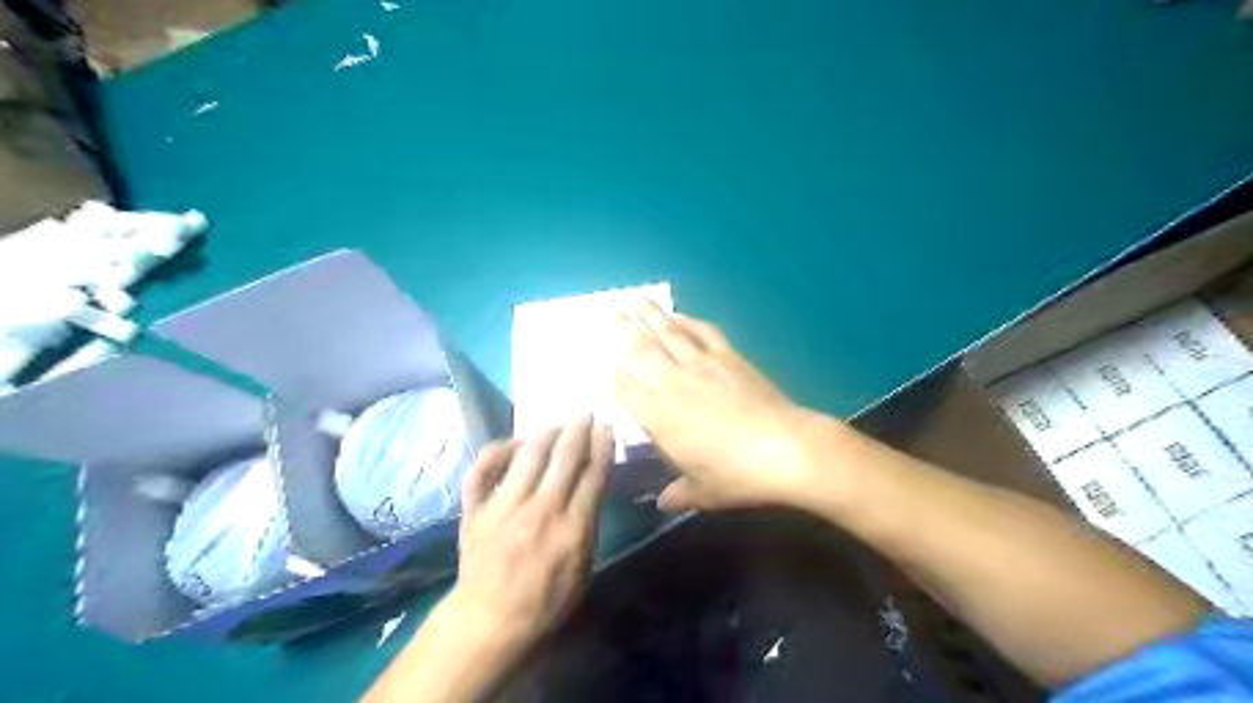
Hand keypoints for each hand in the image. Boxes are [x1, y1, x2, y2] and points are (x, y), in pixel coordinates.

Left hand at [447, 415, 614, 651]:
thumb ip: (589, 525)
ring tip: (556, 426)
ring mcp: (504, 506)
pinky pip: (483, 468)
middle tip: (584, 414)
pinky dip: (498, 450)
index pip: (593, 474)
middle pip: (564, 456)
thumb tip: (592, 486)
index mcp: (572, 528)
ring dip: (546, 433)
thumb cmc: (546, 601)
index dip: (602, 445)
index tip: (606, 428)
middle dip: (578, 429)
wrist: (490, 621)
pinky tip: (513, 445)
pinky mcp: (475, 508)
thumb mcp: (584, 569)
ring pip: (528, 454)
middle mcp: (540, 510)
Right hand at [610, 298, 840, 511]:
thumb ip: (679, 493)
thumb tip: (663, 503)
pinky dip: (689, 321)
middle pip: (641, 351)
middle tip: (607, 311)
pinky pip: (703, 333)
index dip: (611, 374)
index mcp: (659, 417)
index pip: (625, 389)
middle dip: (622, 330)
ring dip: (650, 315)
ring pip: (669, 334)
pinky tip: (679, 315)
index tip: (600, 361)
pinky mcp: (729, 358)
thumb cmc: (738, 476)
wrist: (785, 450)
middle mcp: (673, 385)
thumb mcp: (704, 492)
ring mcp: (702, 366)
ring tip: (635, 299)